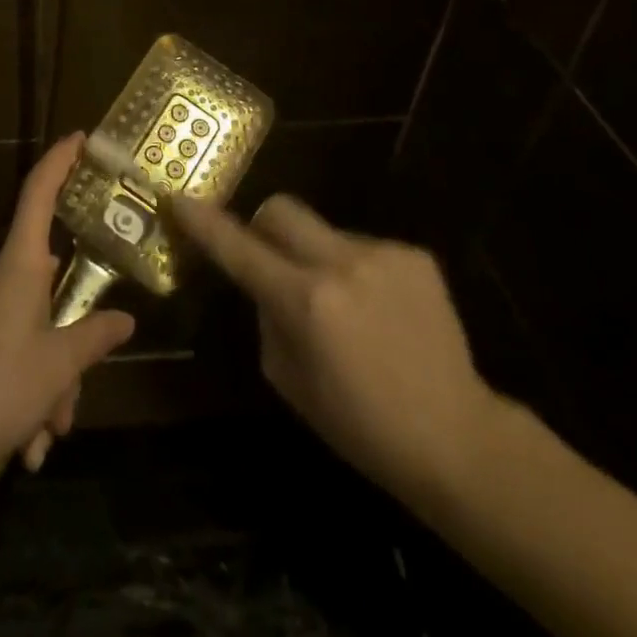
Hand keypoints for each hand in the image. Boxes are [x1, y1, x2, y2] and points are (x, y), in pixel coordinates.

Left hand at [0, 133, 135, 489]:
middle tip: (75, 394)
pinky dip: (26, 396)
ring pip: (35, 332)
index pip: (40, 193)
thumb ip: (94, 338)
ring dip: (49, 384)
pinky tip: (26, 446)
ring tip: (46, 437)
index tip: (80, 136)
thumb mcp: (58, 367)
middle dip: (71, 342)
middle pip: (51, 286)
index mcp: (20, 265)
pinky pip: (12, 357)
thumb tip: (125, 319)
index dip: (60, 160)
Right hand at [171, 193, 502, 511]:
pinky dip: (355, 270)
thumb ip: (267, 318)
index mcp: (305, 300)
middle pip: (281, 209)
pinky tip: (379, 311)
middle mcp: (341, 263)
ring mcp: (383, 254)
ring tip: (345, 307)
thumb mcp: (289, 380)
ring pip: (323, 231)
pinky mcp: (415, 255)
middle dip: (263, 226)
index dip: (203, 223)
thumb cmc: (360, 425)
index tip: (178, 198)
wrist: (458, 438)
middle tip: (269, 260)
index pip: (238, 248)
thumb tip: (265, 284)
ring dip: (316, 257)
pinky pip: (362, 247)